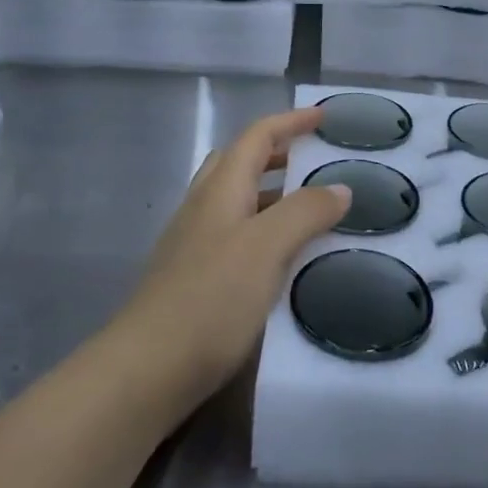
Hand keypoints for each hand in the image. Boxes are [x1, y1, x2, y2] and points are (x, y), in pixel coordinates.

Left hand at [121, 107, 348, 402]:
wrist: (147, 369)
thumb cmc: (211, 299)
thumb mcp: (267, 248)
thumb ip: (305, 212)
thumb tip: (340, 188)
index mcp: (220, 190)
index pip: (256, 137)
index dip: (290, 122)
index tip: (323, 117)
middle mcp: (203, 208)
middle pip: (239, 163)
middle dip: (277, 152)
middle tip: (315, 160)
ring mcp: (193, 244)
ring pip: (236, 200)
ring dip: (272, 192)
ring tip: (310, 208)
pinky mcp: (193, 278)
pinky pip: (235, 235)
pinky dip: (264, 229)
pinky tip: (281, 257)